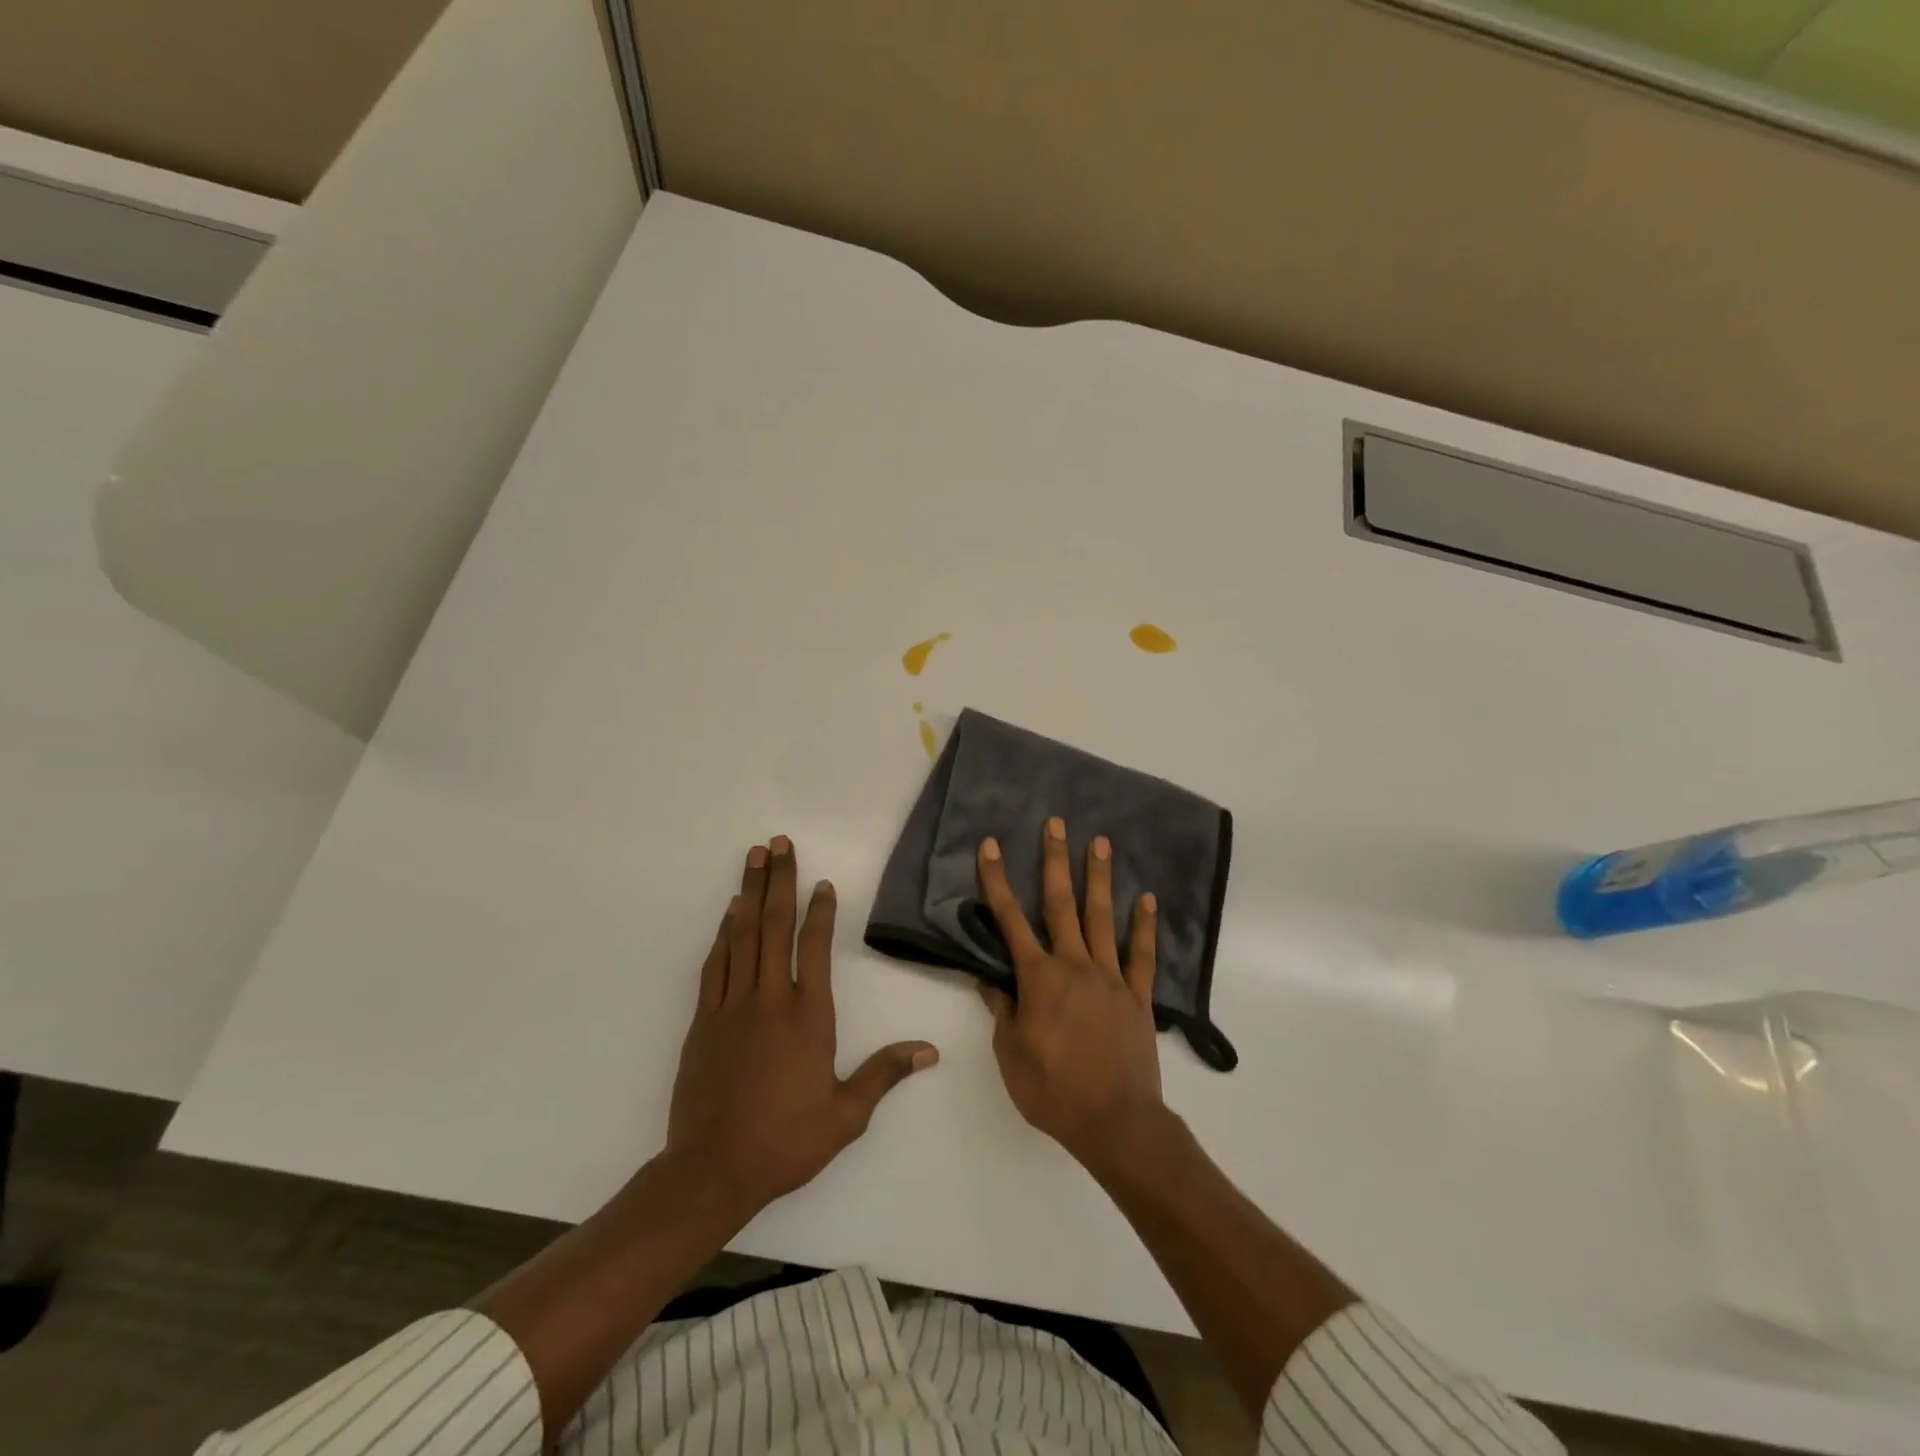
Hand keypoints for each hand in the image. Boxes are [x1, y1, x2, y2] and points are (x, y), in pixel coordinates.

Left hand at [667, 837, 937, 1216]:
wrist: (712, 1169)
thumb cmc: (786, 1141)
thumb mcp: (846, 1114)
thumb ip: (884, 1073)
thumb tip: (930, 1051)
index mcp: (808, 1016)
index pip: (816, 948)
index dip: (820, 911)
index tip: (822, 883)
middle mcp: (770, 999)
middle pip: (774, 926)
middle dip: (779, 880)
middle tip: (779, 844)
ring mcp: (732, 1006)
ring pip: (742, 936)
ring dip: (749, 893)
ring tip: (753, 858)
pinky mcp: (703, 1020)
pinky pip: (715, 964)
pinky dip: (723, 933)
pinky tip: (729, 913)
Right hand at [975, 817, 1166, 1169]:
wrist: (1115, 1122)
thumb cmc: (1053, 1091)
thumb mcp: (1011, 1055)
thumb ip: (1001, 1011)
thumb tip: (988, 978)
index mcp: (1038, 978)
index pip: (1010, 921)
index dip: (998, 882)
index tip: (992, 847)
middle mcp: (1074, 965)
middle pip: (1060, 904)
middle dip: (1055, 860)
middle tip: (1057, 823)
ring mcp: (1110, 977)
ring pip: (1102, 917)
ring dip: (1098, 878)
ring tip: (1100, 842)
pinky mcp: (1137, 996)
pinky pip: (1141, 954)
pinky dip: (1144, 925)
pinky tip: (1146, 898)